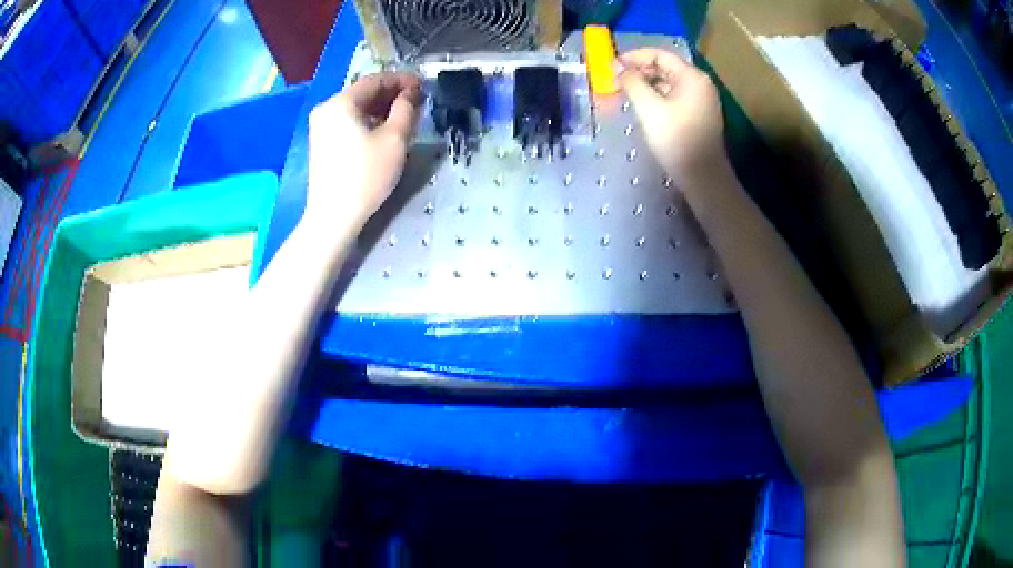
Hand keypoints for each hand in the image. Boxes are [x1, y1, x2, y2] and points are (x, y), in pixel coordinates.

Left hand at [306, 72, 421, 228]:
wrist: (333, 216)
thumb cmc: (365, 175)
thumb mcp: (395, 139)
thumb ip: (406, 108)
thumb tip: (411, 93)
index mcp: (340, 102)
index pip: (375, 80)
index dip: (402, 80)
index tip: (423, 85)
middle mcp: (326, 109)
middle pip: (363, 93)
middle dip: (391, 94)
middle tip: (416, 101)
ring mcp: (320, 126)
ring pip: (356, 108)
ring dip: (380, 108)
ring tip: (404, 115)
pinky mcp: (320, 142)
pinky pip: (347, 122)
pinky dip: (367, 121)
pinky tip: (383, 130)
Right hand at [619, 48, 728, 190]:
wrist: (703, 177)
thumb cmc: (677, 139)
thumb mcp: (649, 108)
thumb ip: (632, 83)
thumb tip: (618, 68)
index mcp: (692, 76)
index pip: (659, 55)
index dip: (634, 57)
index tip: (613, 66)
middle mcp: (700, 84)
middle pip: (665, 68)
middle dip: (639, 72)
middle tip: (617, 81)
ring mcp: (702, 100)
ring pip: (669, 84)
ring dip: (647, 85)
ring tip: (626, 94)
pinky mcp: (699, 115)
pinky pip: (675, 97)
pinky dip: (658, 97)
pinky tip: (644, 108)